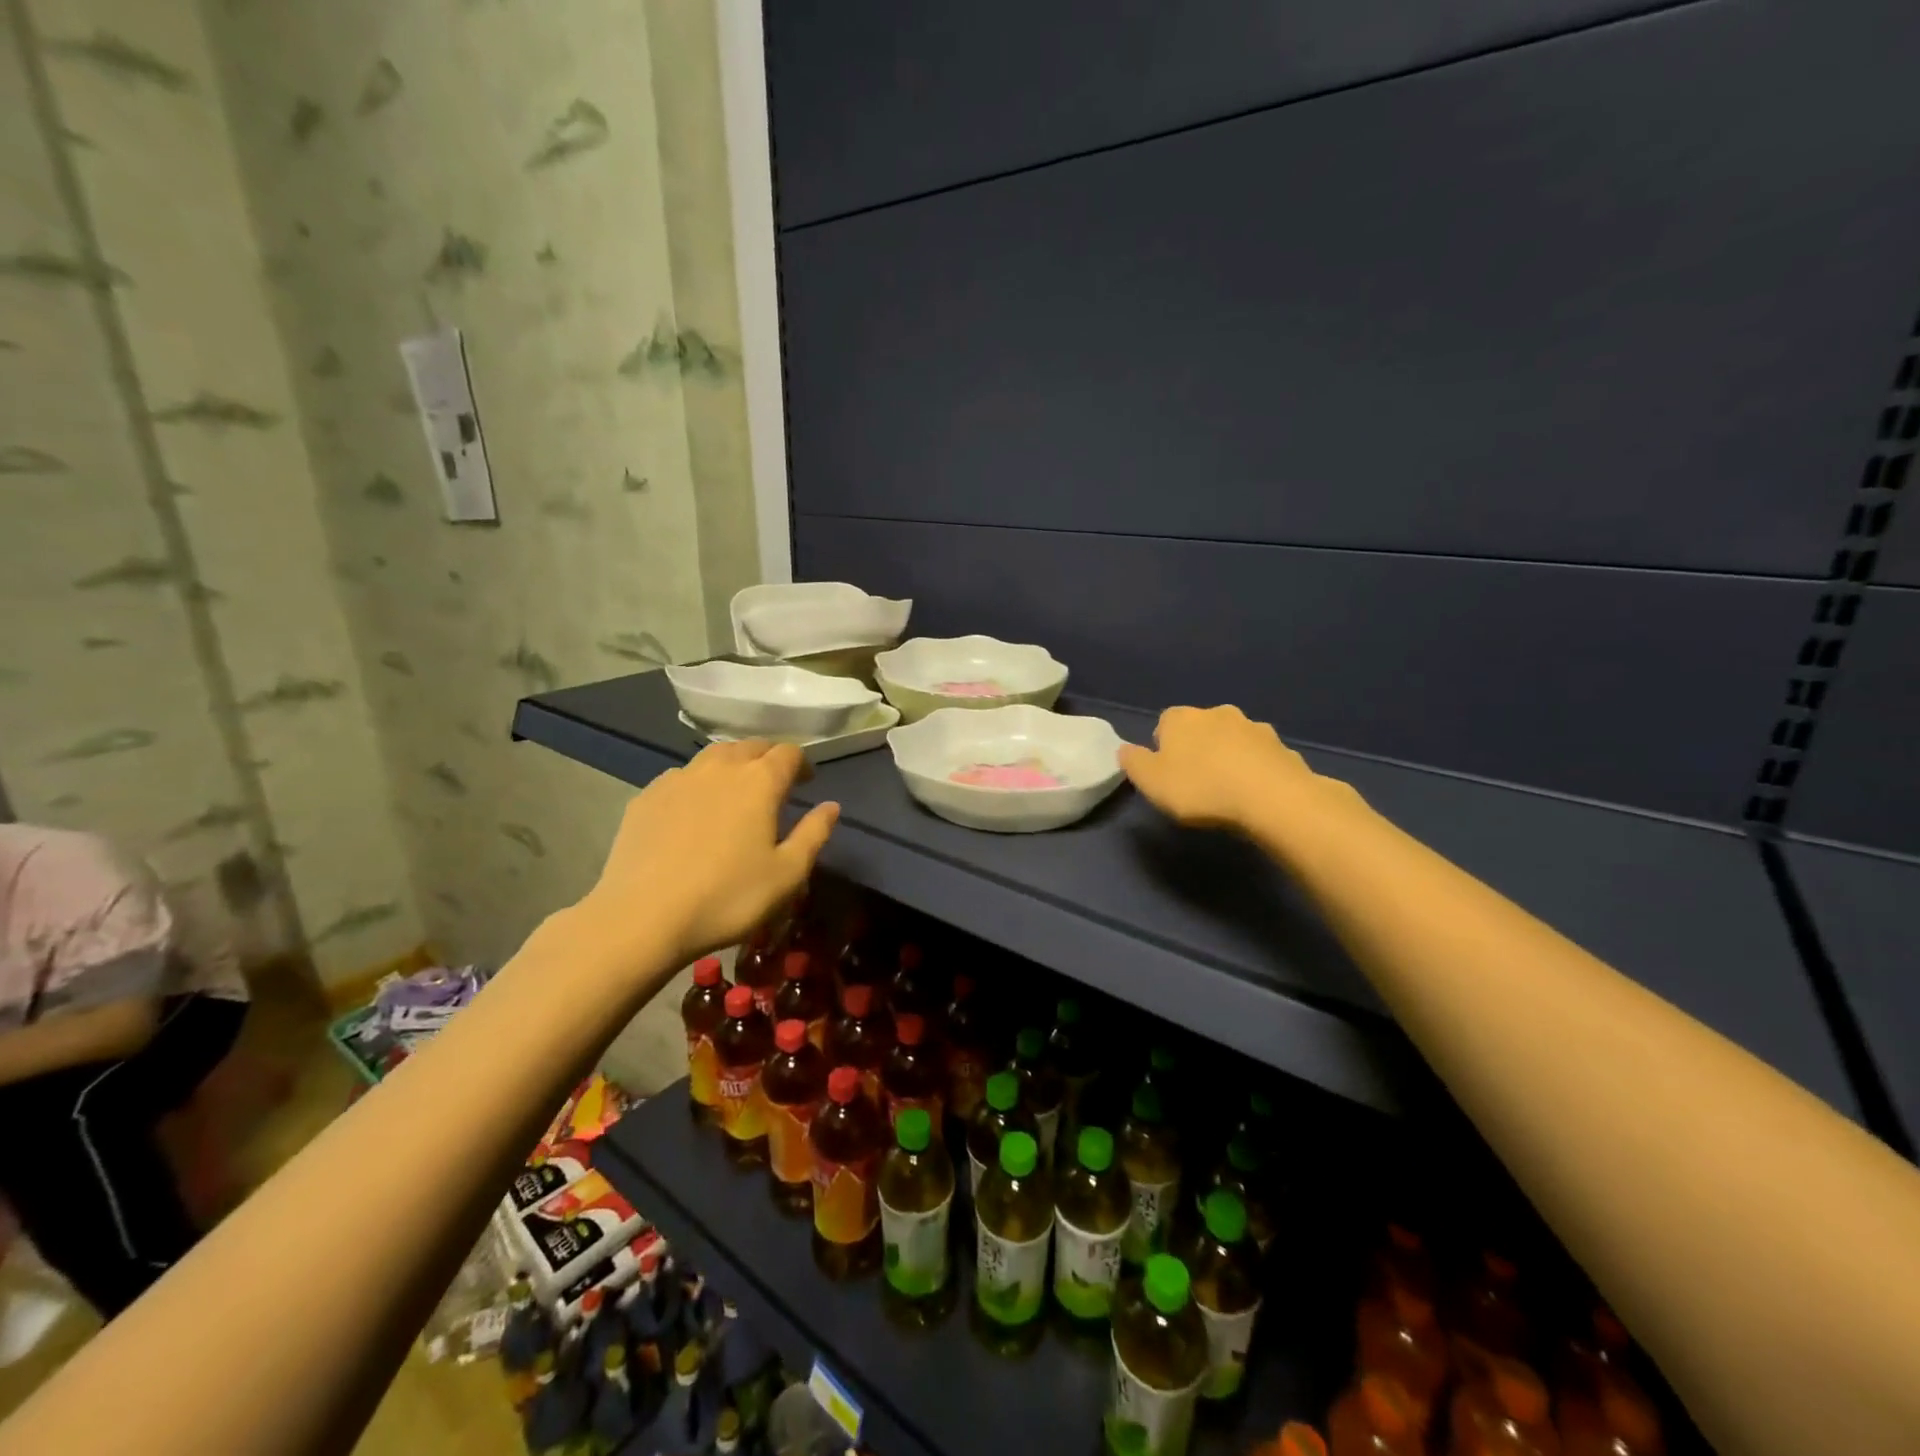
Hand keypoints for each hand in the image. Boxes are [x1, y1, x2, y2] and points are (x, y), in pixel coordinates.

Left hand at [575, 741, 839, 969]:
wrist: (643, 917)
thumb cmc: (728, 897)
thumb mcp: (787, 874)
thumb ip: (814, 834)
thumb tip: (831, 806)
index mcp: (760, 781)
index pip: (788, 753)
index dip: (802, 763)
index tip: (806, 783)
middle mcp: (720, 768)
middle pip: (750, 746)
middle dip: (768, 758)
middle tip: (775, 783)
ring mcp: (678, 779)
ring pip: (713, 756)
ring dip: (732, 764)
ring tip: (735, 790)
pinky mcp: (646, 797)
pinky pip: (681, 777)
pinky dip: (697, 783)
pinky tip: (694, 810)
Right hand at [1120, 705, 1342, 833]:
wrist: (1271, 798)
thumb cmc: (1200, 788)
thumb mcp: (1151, 782)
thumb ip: (1133, 763)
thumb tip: (1125, 749)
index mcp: (1181, 718)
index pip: (1164, 724)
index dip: (1163, 747)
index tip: (1166, 773)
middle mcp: (1217, 713)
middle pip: (1201, 728)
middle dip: (1198, 748)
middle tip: (1196, 781)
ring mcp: (1254, 728)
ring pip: (1233, 739)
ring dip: (1229, 756)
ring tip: (1228, 789)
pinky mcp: (1282, 747)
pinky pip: (1261, 757)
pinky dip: (1256, 769)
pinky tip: (1255, 794)